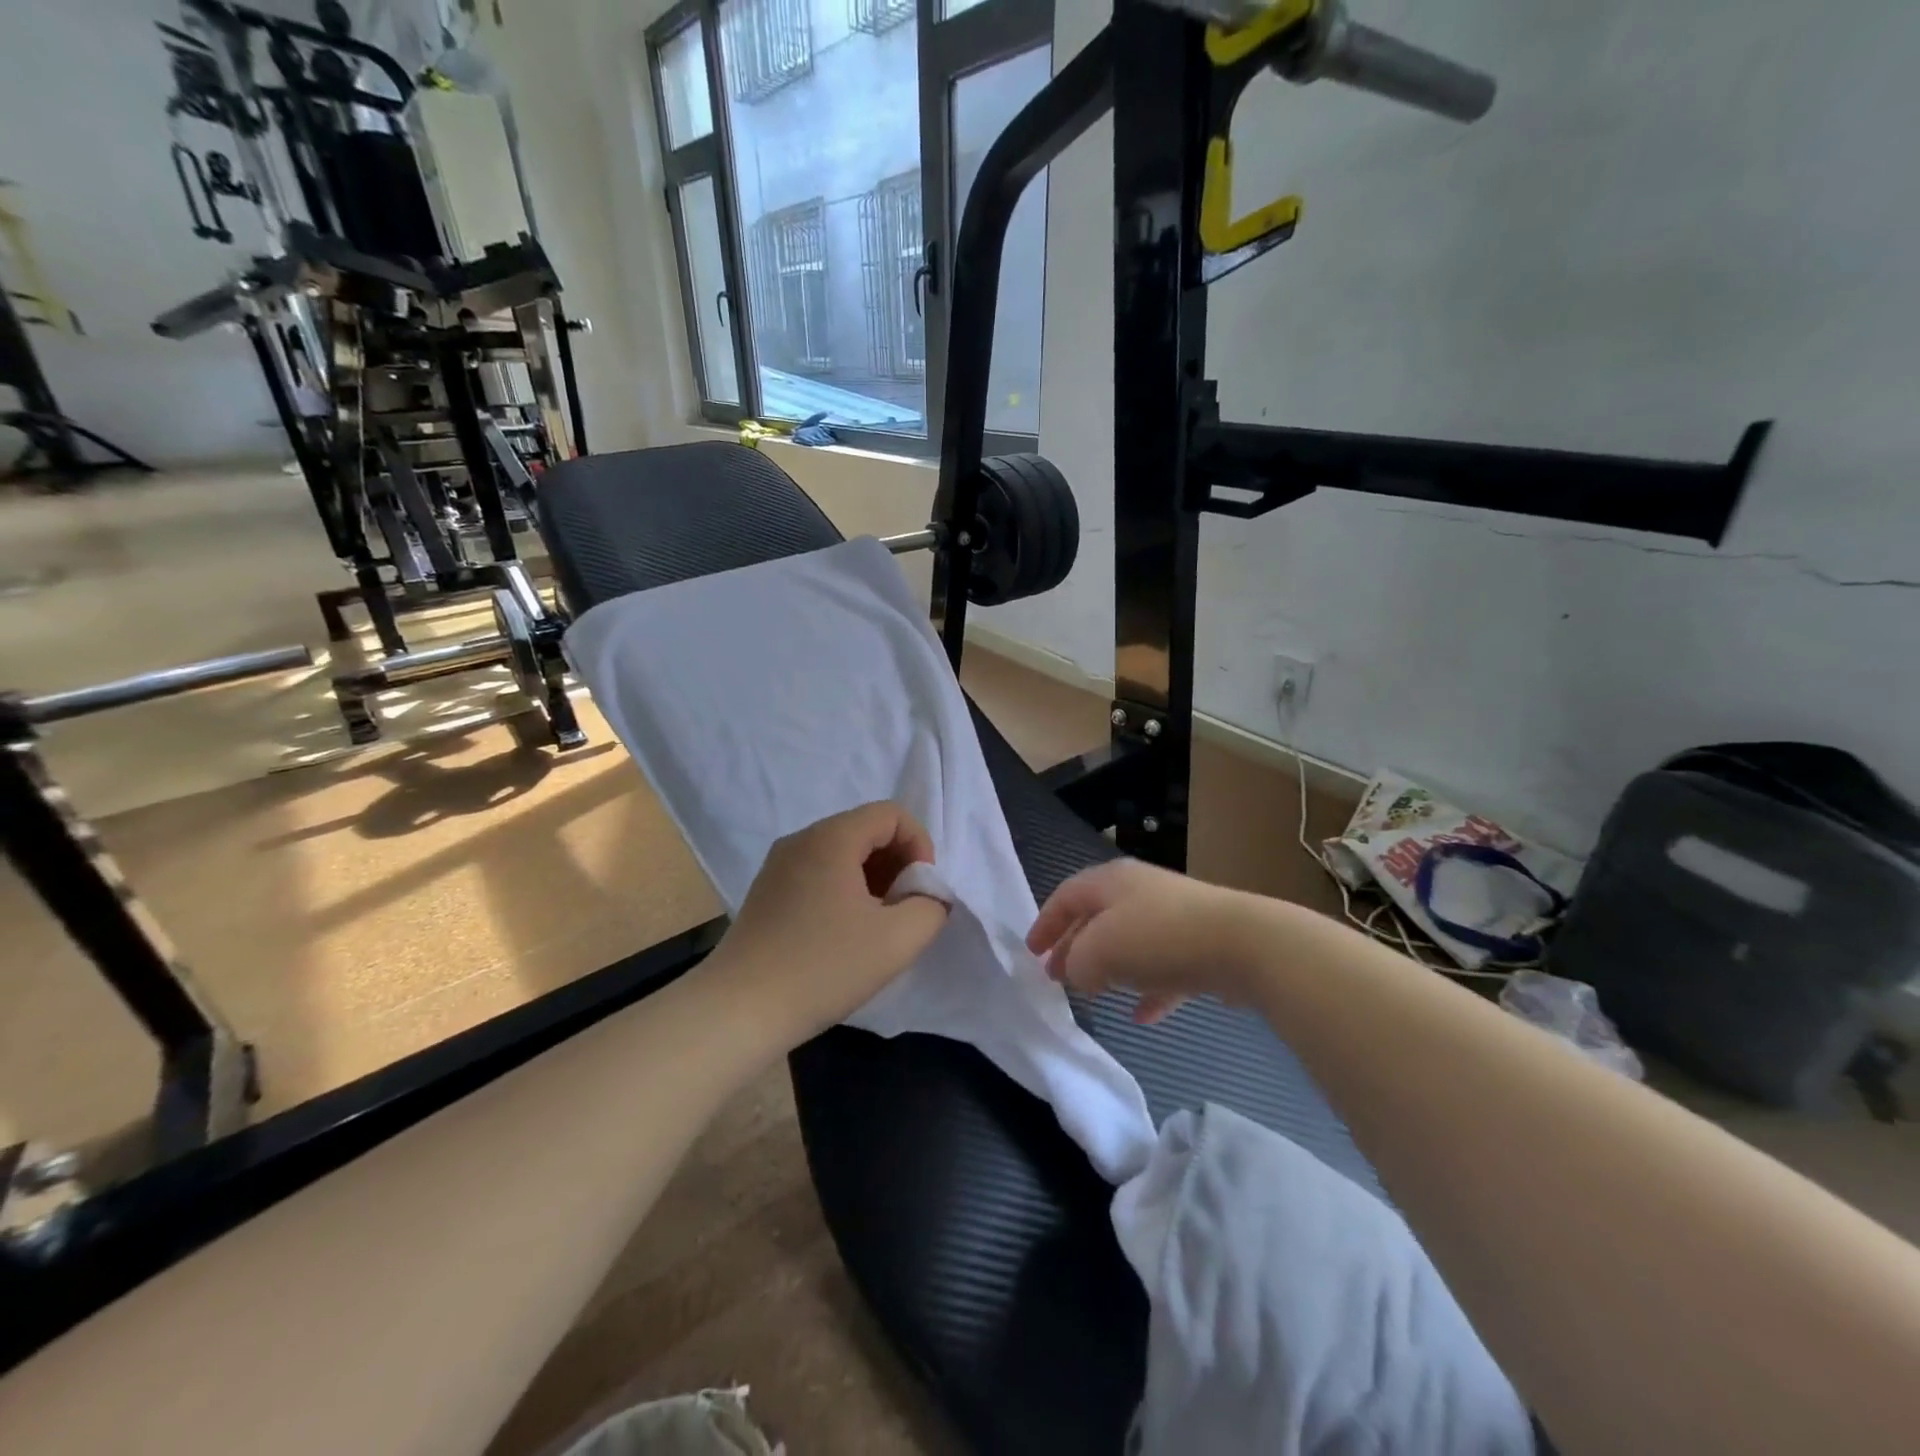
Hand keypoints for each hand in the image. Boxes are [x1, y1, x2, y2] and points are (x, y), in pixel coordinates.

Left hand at [703, 802, 950, 1051]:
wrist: (739, 1010)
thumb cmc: (823, 967)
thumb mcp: (897, 940)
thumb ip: (931, 908)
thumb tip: (928, 896)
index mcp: (831, 838)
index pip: (891, 814)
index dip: (919, 844)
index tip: (921, 890)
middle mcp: (801, 840)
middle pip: (865, 830)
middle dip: (897, 863)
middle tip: (904, 909)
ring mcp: (778, 865)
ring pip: (842, 853)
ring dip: (873, 878)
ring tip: (878, 924)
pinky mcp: (766, 892)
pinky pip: (818, 873)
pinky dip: (844, 890)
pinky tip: (845, 934)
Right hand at [1027, 858, 1260, 1023]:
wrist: (1243, 944)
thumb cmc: (1158, 937)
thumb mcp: (1100, 951)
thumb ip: (1077, 963)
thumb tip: (1077, 972)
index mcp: (1111, 881)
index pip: (1066, 895)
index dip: (1045, 923)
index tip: (1031, 952)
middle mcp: (1140, 891)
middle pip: (1096, 918)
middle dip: (1074, 948)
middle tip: (1057, 977)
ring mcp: (1175, 917)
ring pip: (1130, 943)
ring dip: (1109, 968)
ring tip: (1093, 995)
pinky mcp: (1202, 946)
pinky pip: (1164, 968)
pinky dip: (1149, 989)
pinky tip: (1142, 1016)